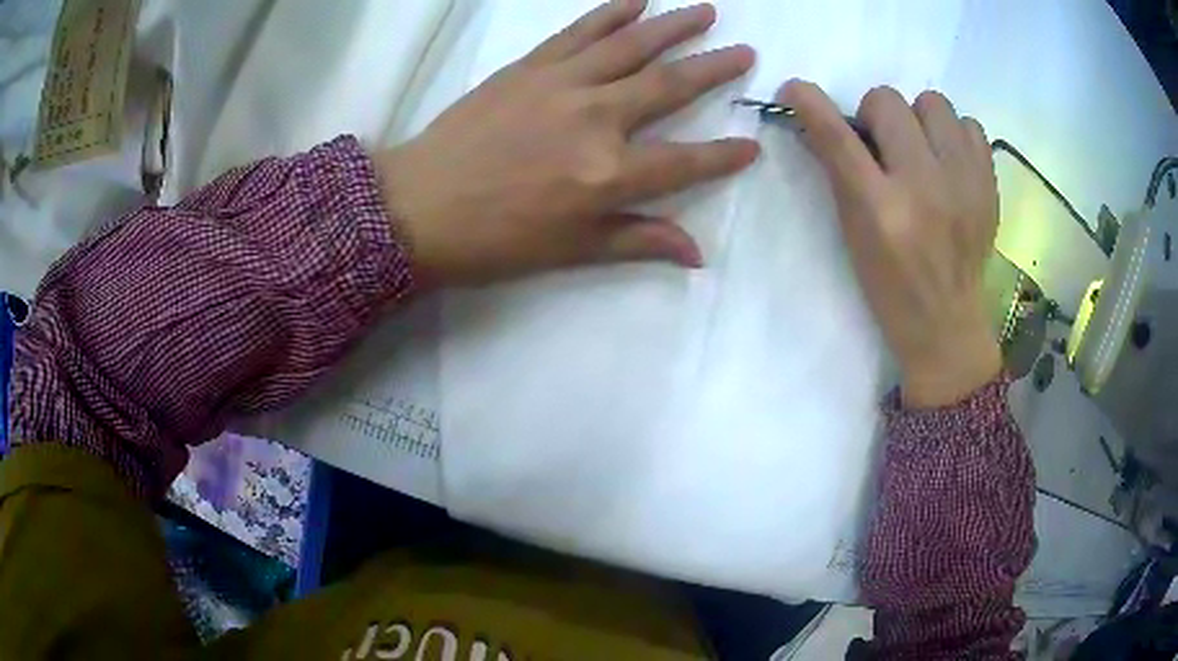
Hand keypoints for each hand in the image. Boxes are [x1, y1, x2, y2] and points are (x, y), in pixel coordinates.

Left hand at [375, 0, 758, 285]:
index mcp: (609, 174)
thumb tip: (698, 254)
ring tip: (706, 10)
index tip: (752, 145)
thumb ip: (639, 241)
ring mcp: (562, 84)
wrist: (418, 207)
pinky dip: (609, 13)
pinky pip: (578, 32)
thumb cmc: (495, 239)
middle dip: (714, 68)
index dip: (724, 155)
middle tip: (746, 51)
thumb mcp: (572, 251)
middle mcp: (596, 119)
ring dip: (673, 25)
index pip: (686, 161)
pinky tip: (634, 0)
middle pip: (669, 85)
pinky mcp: (529, 67)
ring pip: (630, 46)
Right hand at [780, 81, 1000, 407]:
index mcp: (880, 209)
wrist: (946, 323)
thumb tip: (817, 121)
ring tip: (921, 150)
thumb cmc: (889, 285)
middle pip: (889, 101)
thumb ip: (837, 173)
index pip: (838, 136)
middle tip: (882, 145)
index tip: (796, 90)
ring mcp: (963, 184)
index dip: (810, 103)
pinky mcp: (989, 187)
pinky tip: (949, 161)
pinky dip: (955, 135)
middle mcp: (924, 188)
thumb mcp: (852, 233)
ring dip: (919, 119)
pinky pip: (971, 126)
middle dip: (875, 115)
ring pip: (934, 103)